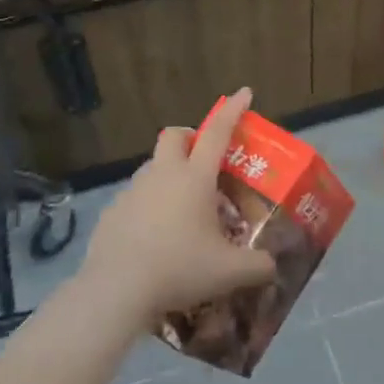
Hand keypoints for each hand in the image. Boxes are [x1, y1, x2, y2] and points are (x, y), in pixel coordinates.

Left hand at [77, 88, 276, 331]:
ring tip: (182, 208)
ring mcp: (132, 192)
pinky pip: (134, 199)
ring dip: (168, 175)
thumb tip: (272, 266)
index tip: (244, 92)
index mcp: (194, 178)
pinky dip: (148, 207)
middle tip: (203, 159)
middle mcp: (162, 175)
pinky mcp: (111, 213)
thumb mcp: (230, 272)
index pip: (217, 132)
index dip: (233, 110)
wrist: (117, 291)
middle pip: (174, 136)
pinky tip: (154, 237)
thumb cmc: (180, 269)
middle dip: (190, 137)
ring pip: (152, 167)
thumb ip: (258, 266)